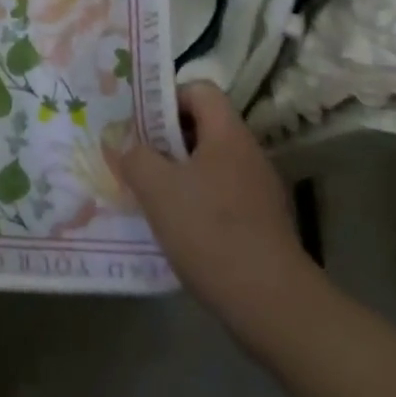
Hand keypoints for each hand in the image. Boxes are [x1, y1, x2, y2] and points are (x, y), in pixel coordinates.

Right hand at [112, 81, 319, 351]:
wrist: (273, 306)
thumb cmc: (211, 232)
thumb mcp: (157, 188)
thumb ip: (134, 156)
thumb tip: (122, 144)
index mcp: (228, 134)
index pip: (199, 90)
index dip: (167, 97)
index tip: (139, 122)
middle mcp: (248, 154)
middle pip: (203, 126)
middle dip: (165, 137)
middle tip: (134, 154)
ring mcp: (258, 191)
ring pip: (209, 164)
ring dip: (178, 171)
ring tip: (148, 191)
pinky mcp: (261, 224)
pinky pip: (220, 195)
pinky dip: (195, 201)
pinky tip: (175, 226)